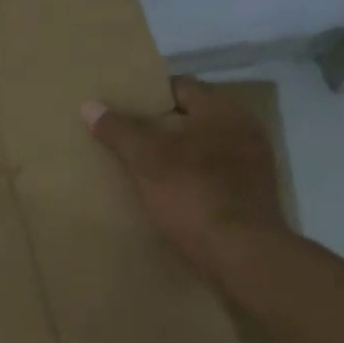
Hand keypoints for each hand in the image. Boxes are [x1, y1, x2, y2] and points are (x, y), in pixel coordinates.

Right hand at [82, 78, 287, 272]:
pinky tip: (170, 193)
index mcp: (223, 111)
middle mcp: (245, 129)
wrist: (243, 255)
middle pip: (194, 118)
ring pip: (205, 148)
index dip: (149, 94)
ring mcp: (254, 164)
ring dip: (178, 154)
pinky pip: (215, 175)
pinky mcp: (253, 195)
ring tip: (143, 166)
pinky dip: (193, 178)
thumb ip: (120, 131)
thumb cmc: (194, 194)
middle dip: (162, 126)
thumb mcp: (147, 160)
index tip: (122, 106)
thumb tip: (89, 105)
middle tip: (126, 136)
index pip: (181, 87)